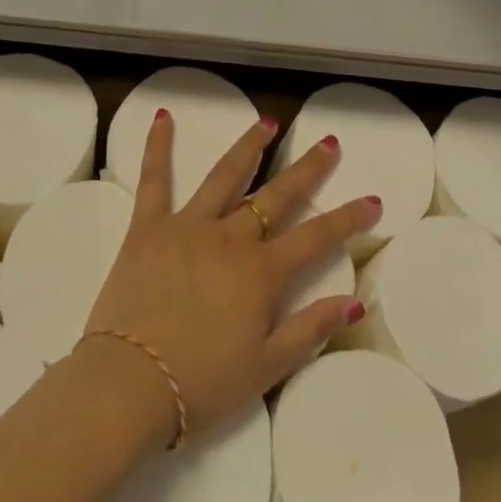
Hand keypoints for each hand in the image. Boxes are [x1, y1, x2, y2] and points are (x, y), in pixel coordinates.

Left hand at [80, 111, 380, 443]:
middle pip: (275, 196)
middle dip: (306, 169)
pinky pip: (154, 180)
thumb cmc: (200, 384)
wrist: (128, 384)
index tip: (372, 200)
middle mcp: (229, 238)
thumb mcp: (266, 368)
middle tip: (328, 142)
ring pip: (225, 176)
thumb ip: (310, 330)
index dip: (347, 219)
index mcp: (260, 273)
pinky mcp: (148, 227)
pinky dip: (157, 146)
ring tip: (267, 122)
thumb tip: (355, 301)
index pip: (315, 238)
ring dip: (248, 146)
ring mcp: (187, 226)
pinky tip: (163, 117)